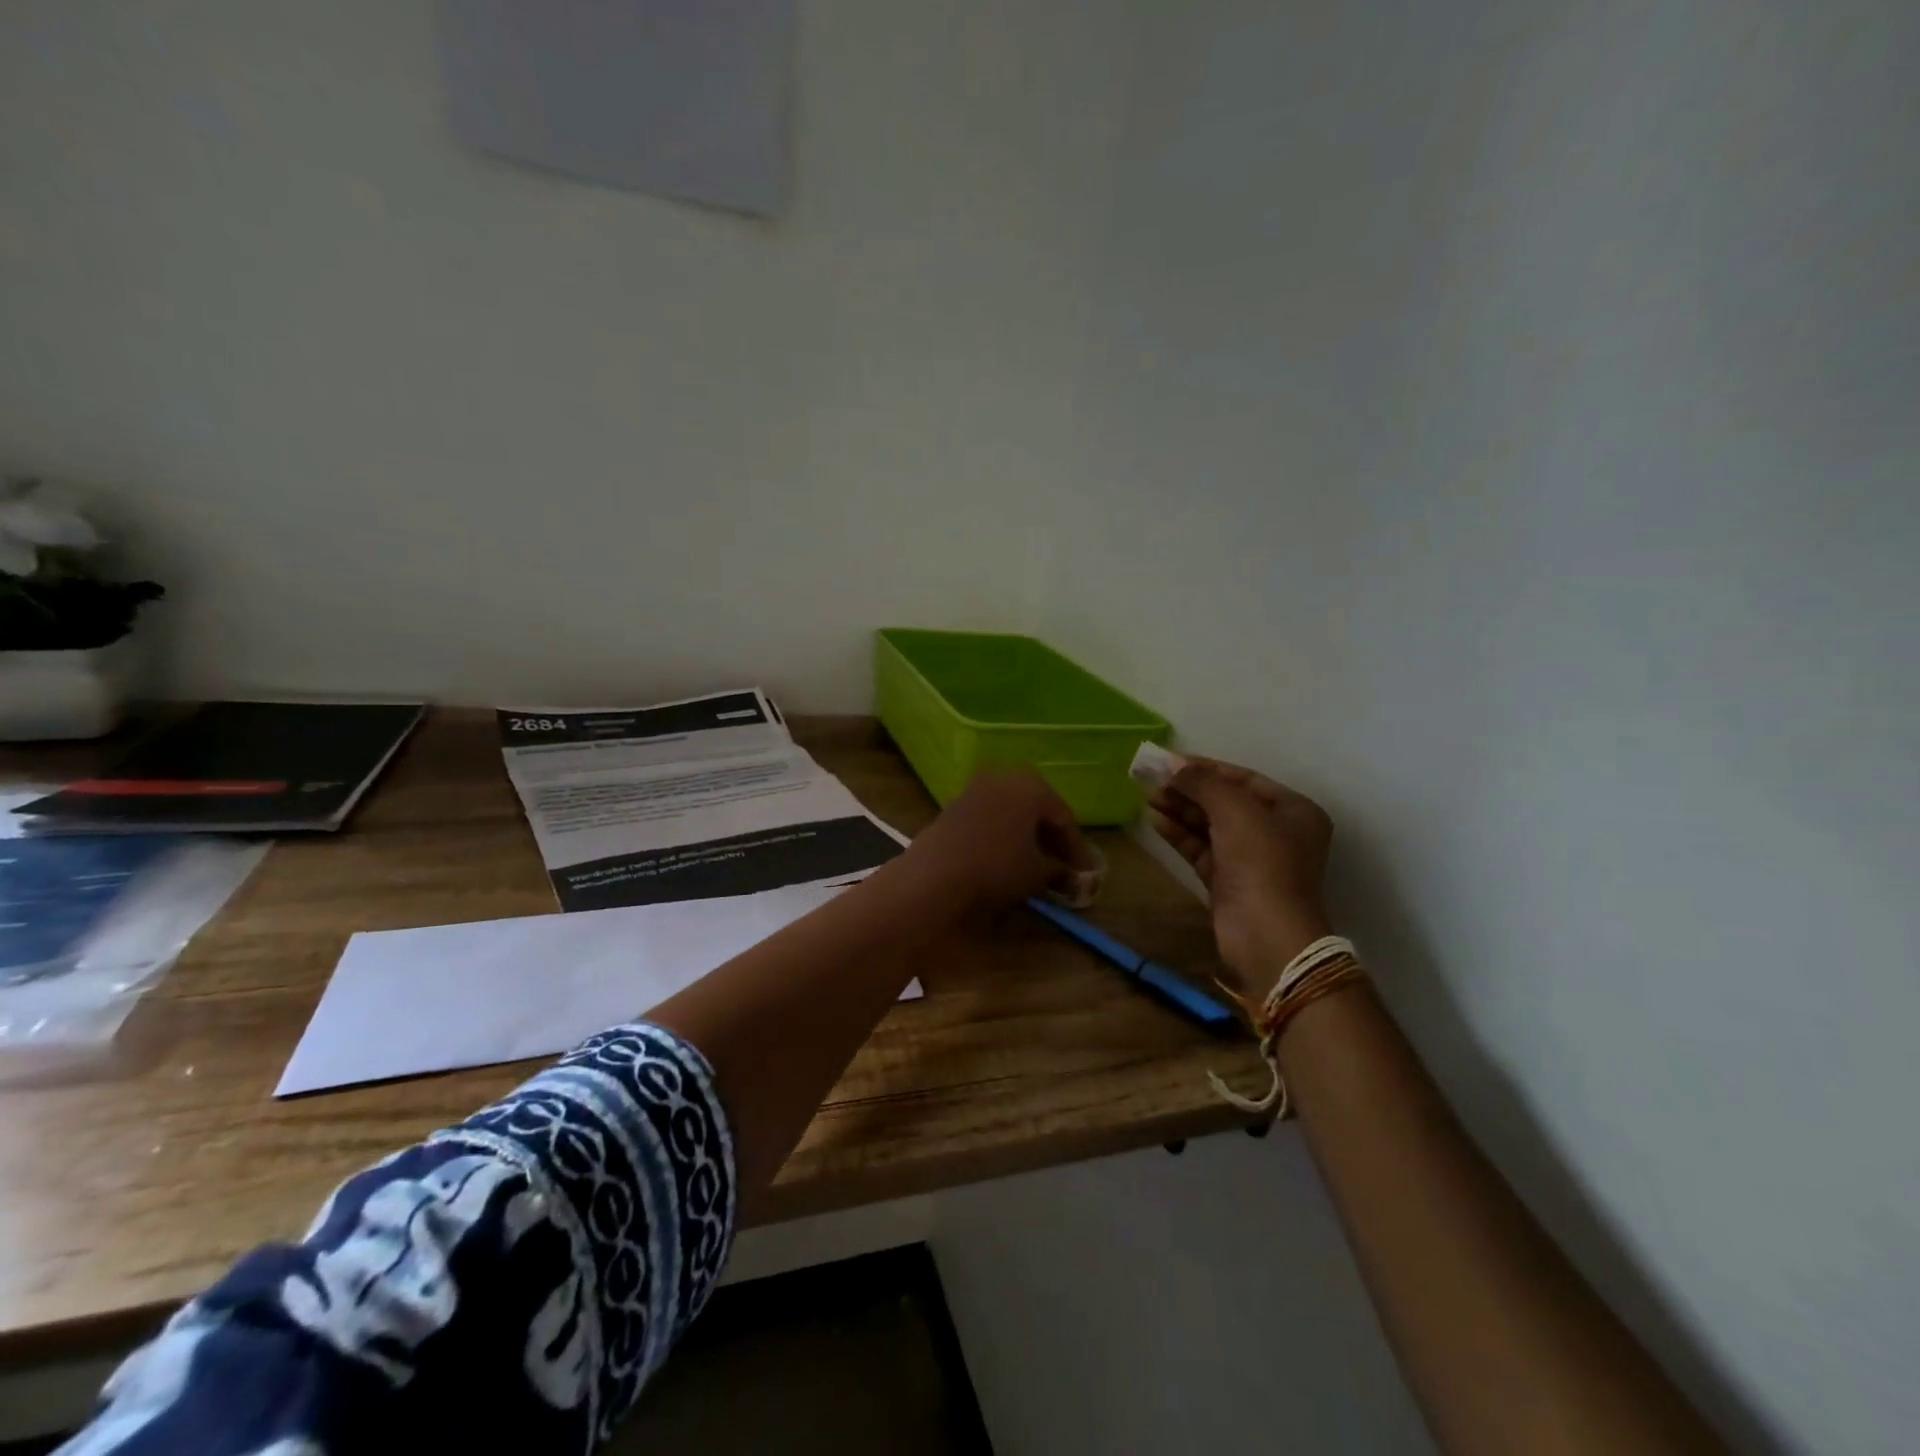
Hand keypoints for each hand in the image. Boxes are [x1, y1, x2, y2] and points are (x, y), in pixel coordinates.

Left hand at [900, 769, 1095, 916]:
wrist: (934, 875)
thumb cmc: (996, 867)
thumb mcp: (1037, 873)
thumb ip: (1059, 869)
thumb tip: (1069, 875)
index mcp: (1031, 786)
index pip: (1063, 817)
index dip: (1076, 848)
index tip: (1085, 873)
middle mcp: (1004, 777)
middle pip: (1038, 808)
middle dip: (1051, 837)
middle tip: (1064, 866)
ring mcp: (976, 788)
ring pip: (1013, 811)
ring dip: (1027, 835)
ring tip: (1037, 864)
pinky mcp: (955, 805)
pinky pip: (991, 817)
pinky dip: (1004, 834)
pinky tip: (1007, 858)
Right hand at [1149, 758, 1333, 995]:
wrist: (1266, 935)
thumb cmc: (1261, 862)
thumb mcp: (1235, 811)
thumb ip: (1204, 783)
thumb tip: (1173, 766)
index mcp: (1292, 811)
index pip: (1243, 779)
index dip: (1206, 768)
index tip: (1169, 761)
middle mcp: (1275, 832)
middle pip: (1224, 801)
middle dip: (1189, 790)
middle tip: (1152, 780)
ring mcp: (1251, 859)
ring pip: (1210, 825)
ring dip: (1180, 810)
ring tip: (1148, 796)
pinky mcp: (1228, 881)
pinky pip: (1201, 849)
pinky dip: (1180, 834)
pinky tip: (1156, 821)